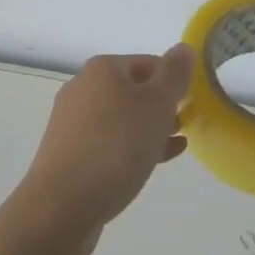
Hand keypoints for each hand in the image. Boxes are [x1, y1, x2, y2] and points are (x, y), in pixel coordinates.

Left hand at [14, 46, 193, 254]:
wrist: (61, 206)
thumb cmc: (115, 147)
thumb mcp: (156, 105)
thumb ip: (173, 75)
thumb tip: (183, 48)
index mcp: (102, 68)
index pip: (149, 62)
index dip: (173, 80)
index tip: (193, 103)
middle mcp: (83, 88)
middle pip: (133, 89)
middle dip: (161, 106)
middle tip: (185, 125)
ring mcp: (73, 122)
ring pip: (121, 118)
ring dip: (149, 128)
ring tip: (175, 144)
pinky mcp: (69, 154)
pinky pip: (108, 143)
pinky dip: (132, 147)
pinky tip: (153, 163)